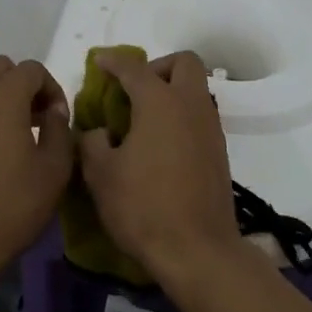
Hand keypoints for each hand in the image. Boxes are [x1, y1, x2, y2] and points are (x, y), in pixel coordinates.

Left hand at [0, 55, 74, 297]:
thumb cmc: (12, 207)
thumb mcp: (54, 171)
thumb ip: (60, 130)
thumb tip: (53, 111)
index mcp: (3, 99)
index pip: (31, 70)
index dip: (51, 88)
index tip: (57, 119)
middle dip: (21, 84)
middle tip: (34, 117)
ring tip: (8, 128)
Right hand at [76, 50, 242, 288]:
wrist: (198, 250)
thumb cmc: (143, 207)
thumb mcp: (101, 174)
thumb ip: (92, 142)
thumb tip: (97, 132)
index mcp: (160, 102)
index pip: (134, 68)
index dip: (113, 61)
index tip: (99, 62)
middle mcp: (191, 105)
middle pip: (184, 63)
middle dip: (157, 67)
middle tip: (134, 90)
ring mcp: (210, 128)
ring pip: (196, 89)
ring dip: (172, 92)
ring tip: (144, 120)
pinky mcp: (220, 151)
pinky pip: (200, 116)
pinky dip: (181, 117)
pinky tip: (160, 145)